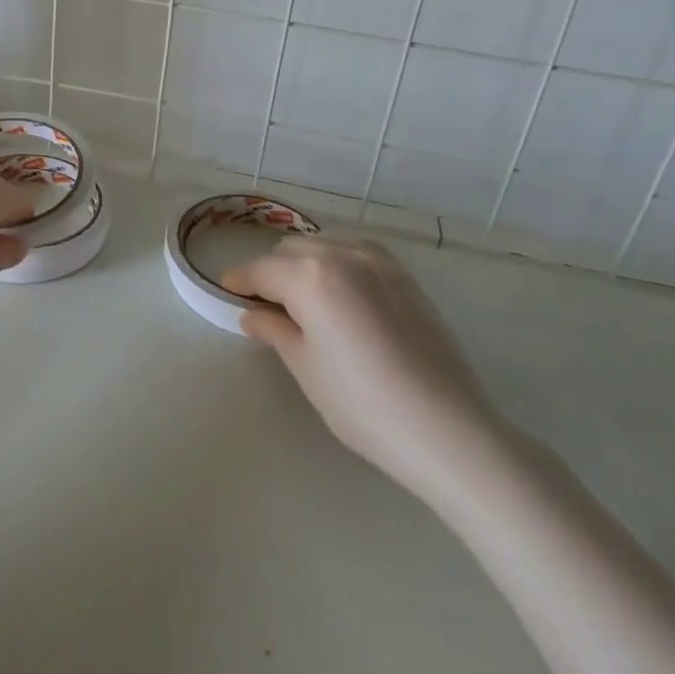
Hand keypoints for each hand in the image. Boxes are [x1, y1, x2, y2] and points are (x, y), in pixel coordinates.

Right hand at [223, 237, 507, 495]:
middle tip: (266, 306)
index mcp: (310, 276)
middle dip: (271, 271)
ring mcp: (378, 260)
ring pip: (323, 244)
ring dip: (304, 262)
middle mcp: (341, 254)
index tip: (226, 292)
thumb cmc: (364, 405)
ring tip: (303, 299)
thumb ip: (275, 330)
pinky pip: (355, 251)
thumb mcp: (306, 368)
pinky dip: (337, 261)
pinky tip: (340, 293)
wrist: (448, 429)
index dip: (238, 281)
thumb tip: (253, 314)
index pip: (260, 270)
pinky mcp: (404, 274)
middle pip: (290, 250)